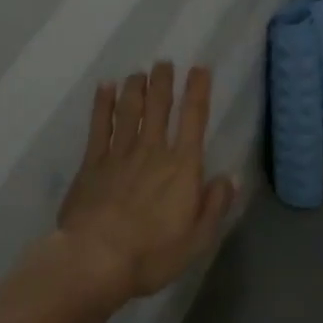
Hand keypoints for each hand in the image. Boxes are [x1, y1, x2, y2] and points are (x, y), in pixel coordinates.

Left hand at [57, 62, 237, 302]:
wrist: (95, 260)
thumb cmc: (152, 254)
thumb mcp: (197, 238)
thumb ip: (215, 204)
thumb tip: (230, 176)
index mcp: (182, 166)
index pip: (194, 118)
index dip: (198, 90)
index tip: (200, 68)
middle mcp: (152, 151)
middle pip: (159, 107)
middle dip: (163, 81)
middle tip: (164, 62)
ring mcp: (119, 154)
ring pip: (130, 110)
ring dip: (136, 87)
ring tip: (139, 71)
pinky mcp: (92, 164)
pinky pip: (99, 126)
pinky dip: (103, 104)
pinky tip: (105, 88)